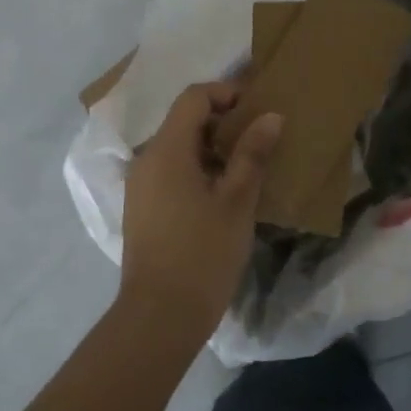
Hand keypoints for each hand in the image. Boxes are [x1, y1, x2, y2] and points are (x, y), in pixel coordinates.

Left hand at [119, 82, 282, 342]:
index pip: (193, 97)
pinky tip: (223, 194)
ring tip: (247, 167)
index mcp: (167, 149)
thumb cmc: (203, 253)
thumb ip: (252, 153)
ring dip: (212, 147)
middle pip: (184, 120)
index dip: (226, 93)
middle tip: (259, 139)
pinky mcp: (142, 208)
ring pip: (178, 147)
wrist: (159, 317)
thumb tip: (270, 116)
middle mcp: (147, 159)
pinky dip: (197, 169)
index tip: (257, 110)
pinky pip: (171, 171)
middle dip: (222, 121)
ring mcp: (141, 185)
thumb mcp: (237, 201)